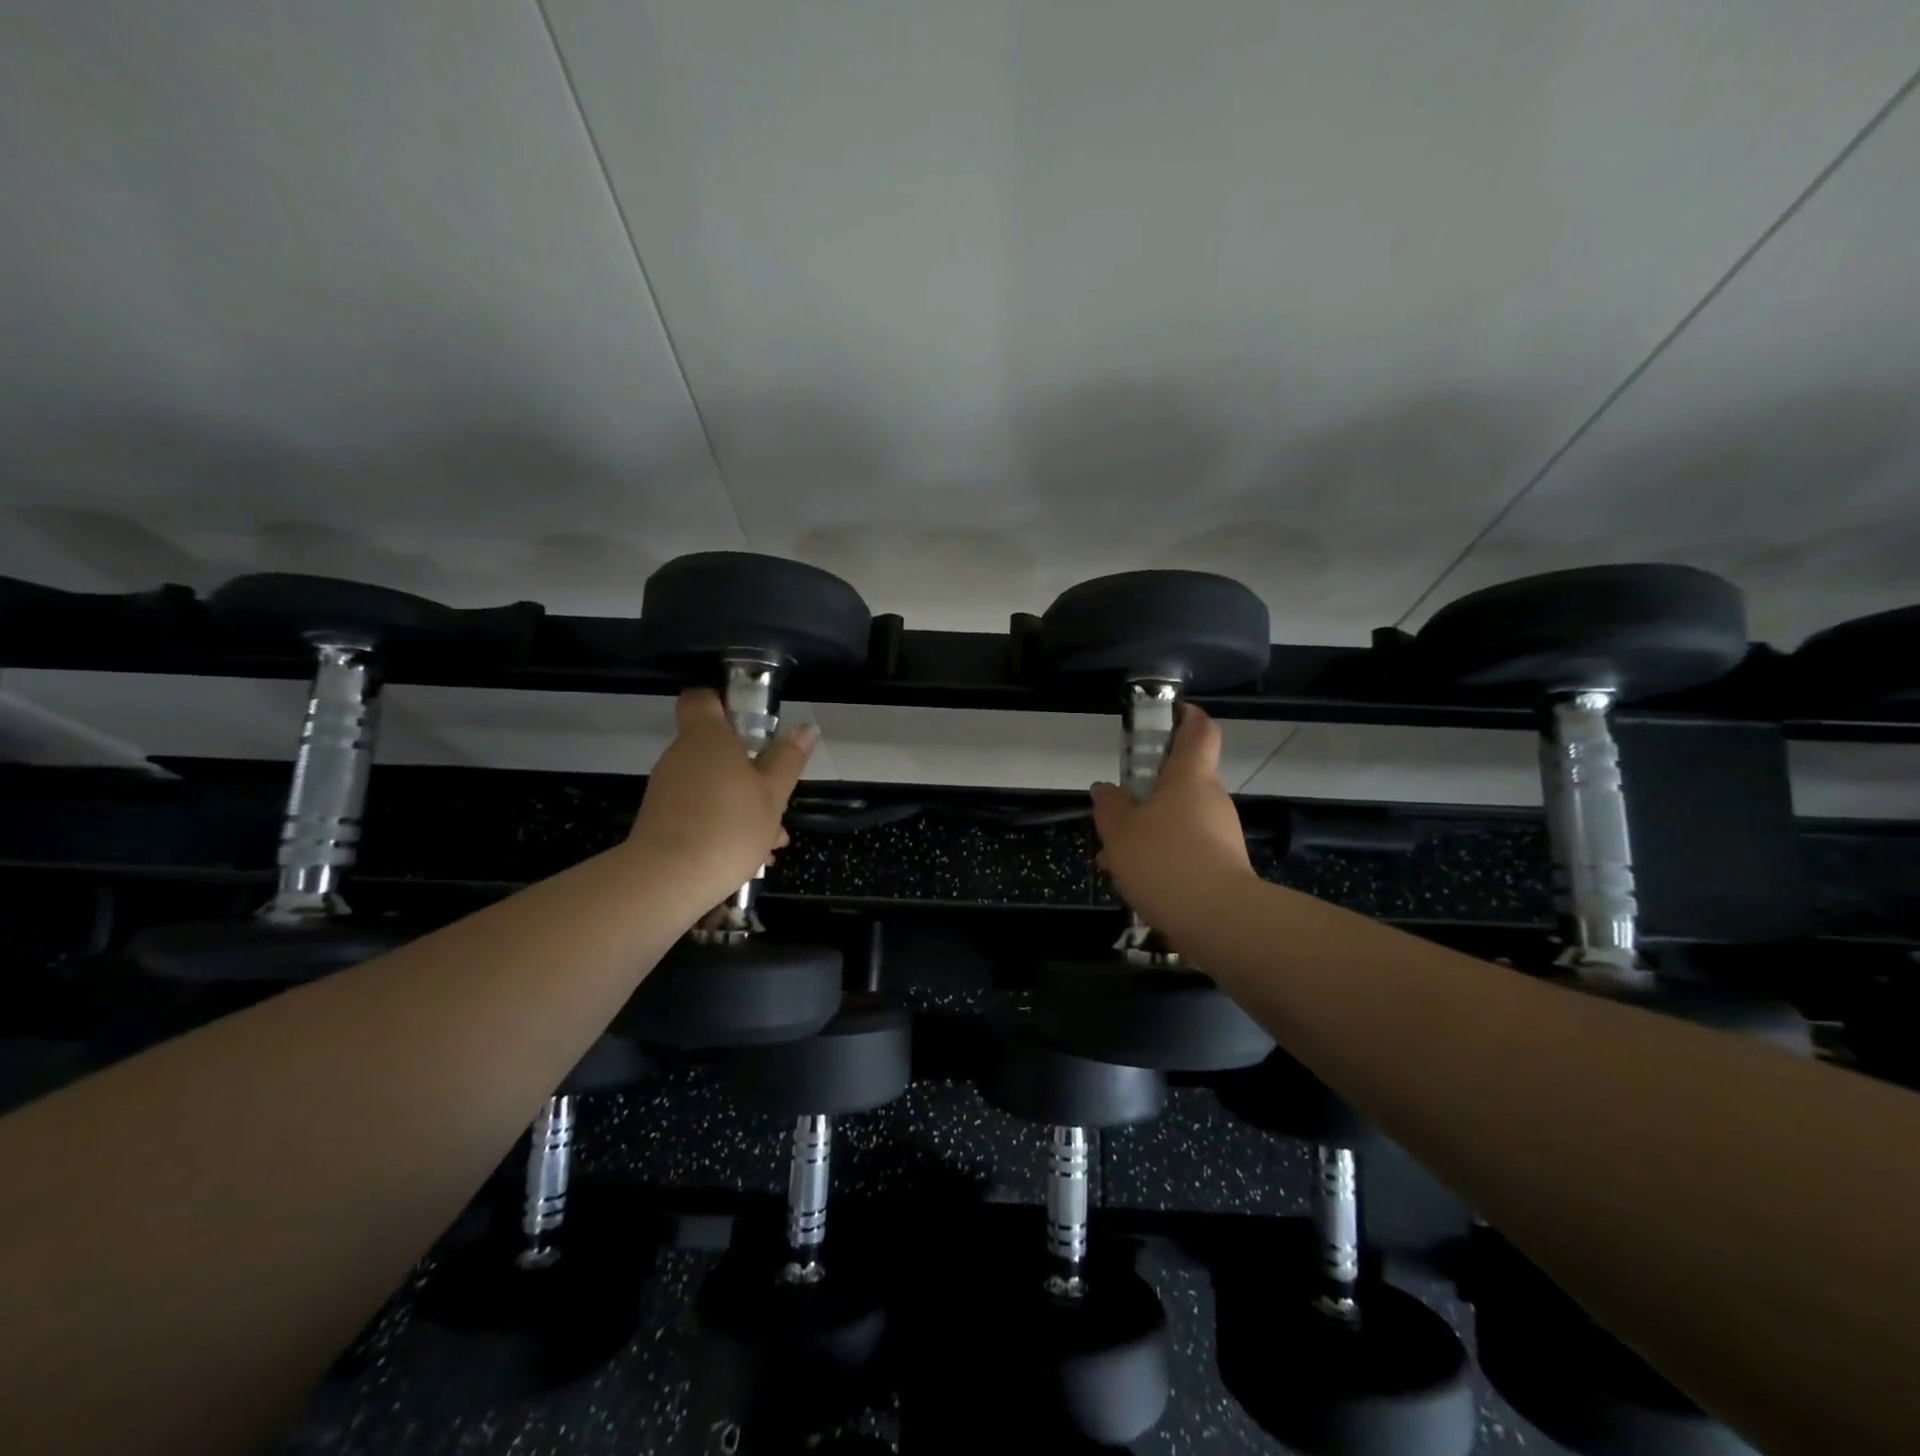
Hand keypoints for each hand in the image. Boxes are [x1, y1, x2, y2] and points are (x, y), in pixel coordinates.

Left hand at [628, 689, 817, 896]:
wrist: (667, 880)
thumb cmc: (729, 826)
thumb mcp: (772, 793)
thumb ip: (788, 759)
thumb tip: (806, 728)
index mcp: (707, 737)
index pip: (702, 699)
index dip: (725, 703)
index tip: (752, 724)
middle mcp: (680, 755)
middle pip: (715, 748)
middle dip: (749, 770)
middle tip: (777, 797)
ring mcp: (667, 789)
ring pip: (712, 784)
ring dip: (742, 804)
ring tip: (772, 841)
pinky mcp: (660, 820)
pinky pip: (699, 810)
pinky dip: (722, 824)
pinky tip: (749, 857)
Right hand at [1090, 704, 1256, 944]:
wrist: (1220, 921)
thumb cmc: (1165, 860)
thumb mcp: (1119, 831)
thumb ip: (1110, 806)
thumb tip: (1106, 790)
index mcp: (1189, 776)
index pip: (1199, 729)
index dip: (1185, 716)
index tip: (1164, 716)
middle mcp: (1211, 798)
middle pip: (1181, 780)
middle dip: (1146, 792)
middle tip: (1114, 812)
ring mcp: (1221, 833)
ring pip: (1177, 819)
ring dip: (1147, 831)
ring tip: (1112, 859)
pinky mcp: (1223, 865)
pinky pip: (1185, 849)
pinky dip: (1161, 857)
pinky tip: (1134, 882)